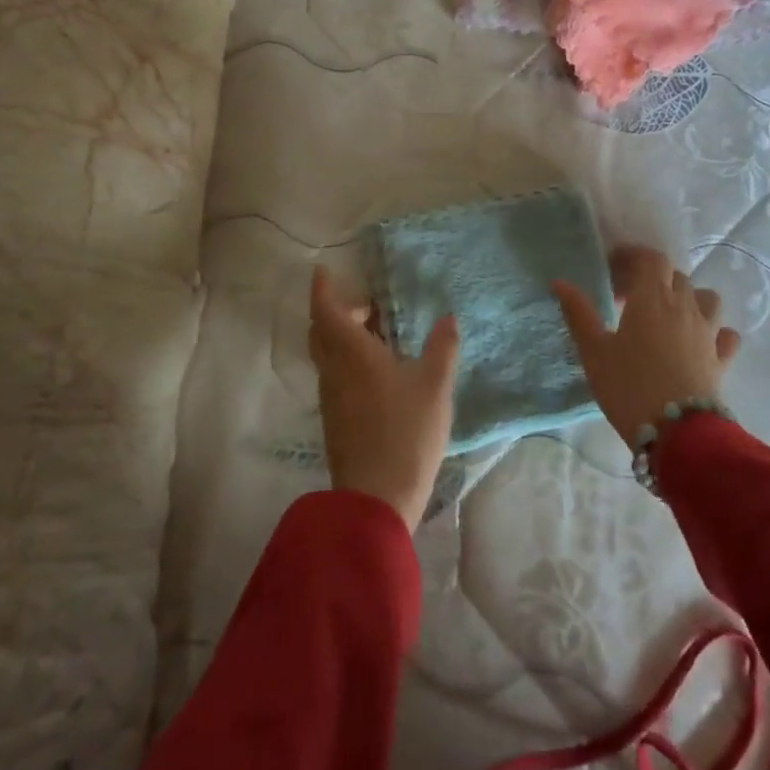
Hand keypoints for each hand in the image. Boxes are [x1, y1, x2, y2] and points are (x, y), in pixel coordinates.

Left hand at [308, 266, 459, 530]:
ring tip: (379, 336)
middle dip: (338, 311)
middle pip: (321, 331)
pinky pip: (335, 376)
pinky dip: (347, 361)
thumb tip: (447, 318)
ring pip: (327, 355)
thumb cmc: (406, 433)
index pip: (326, 310)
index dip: (323, 288)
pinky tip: (378, 373)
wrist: (376, 499)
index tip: (323, 270)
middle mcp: (334, 370)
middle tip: (369, 306)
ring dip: (344, 337)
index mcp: (352, 353)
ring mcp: (331, 398)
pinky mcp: (335, 420)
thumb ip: (442, 347)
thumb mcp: (435, 386)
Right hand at [552, 246, 741, 449]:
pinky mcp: (721, 359)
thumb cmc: (629, 386)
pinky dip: (715, 331)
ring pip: (706, 298)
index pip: (651, 259)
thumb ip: (578, 313)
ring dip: (688, 298)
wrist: (677, 433)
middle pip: (675, 276)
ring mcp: (708, 332)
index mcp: (652, 298)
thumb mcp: (594, 351)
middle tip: (627, 298)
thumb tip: (560, 282)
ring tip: (668, 315)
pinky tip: (701, 341)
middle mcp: (684, 306)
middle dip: (652, 279)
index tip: (612, 268)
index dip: (633, 256)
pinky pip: (725, 334)